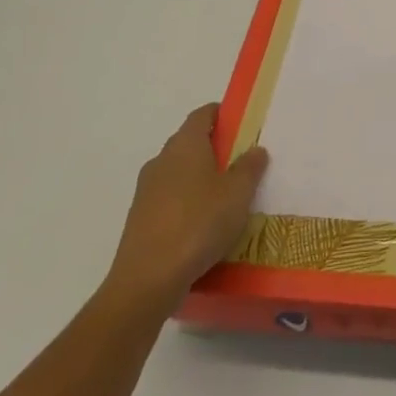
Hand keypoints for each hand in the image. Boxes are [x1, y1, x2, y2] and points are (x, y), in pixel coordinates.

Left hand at [103, 103, 268, 318]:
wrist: (147, 281)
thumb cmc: (198, 224)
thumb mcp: (237, 194)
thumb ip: (249, 167)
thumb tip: (255, 149)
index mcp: (185, 145)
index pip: (202, 114)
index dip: (222, 114)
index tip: (241, 123)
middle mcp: (161, 160)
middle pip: (189, 143)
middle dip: (214, 148)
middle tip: (242, 162)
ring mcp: (146, 191)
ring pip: (178, 173)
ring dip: (200, 178)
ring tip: (226, 197)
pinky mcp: (139, 220)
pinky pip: (169, 200)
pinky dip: (187, 203)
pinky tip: (203, 225)